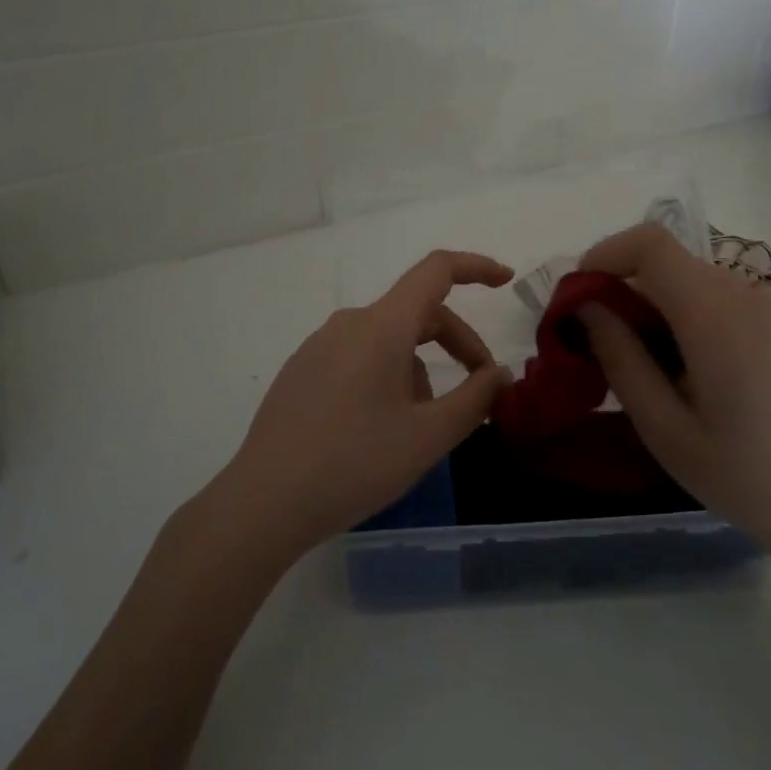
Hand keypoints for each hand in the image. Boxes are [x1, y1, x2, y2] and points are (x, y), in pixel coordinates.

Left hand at [208, 250, 514, 559]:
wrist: (264, 502)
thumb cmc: (355, 463)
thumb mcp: (428, 436)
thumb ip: (475, 398)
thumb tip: (500, 374)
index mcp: (382, 326)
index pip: (436, 271)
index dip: (476, 267)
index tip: (505, 281)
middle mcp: (349, 324)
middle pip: (417, 314)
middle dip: (457, 344)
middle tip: (480, 390)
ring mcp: (319, 346)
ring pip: (388, 341)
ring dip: (420, 369)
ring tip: (421, 428)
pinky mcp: (301, 371)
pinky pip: (359, 357)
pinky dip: (388, 376)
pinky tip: (382, 429)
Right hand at [575, 223, 770, 551]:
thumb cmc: (735, 472)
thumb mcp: (661, 425)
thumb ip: (620, 357)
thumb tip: (585, 306)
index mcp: (715, 316)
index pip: (651, 245)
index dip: (605, 255)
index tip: (577, 298)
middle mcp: (740, 294)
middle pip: (663, 258)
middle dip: (617, 284)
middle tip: (591, 338)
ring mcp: (758, 304)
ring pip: (681, 274)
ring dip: (644, 299)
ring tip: (627, 355)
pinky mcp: (764, 318)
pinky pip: (705, 292)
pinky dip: (671, 309)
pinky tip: (667, 360)